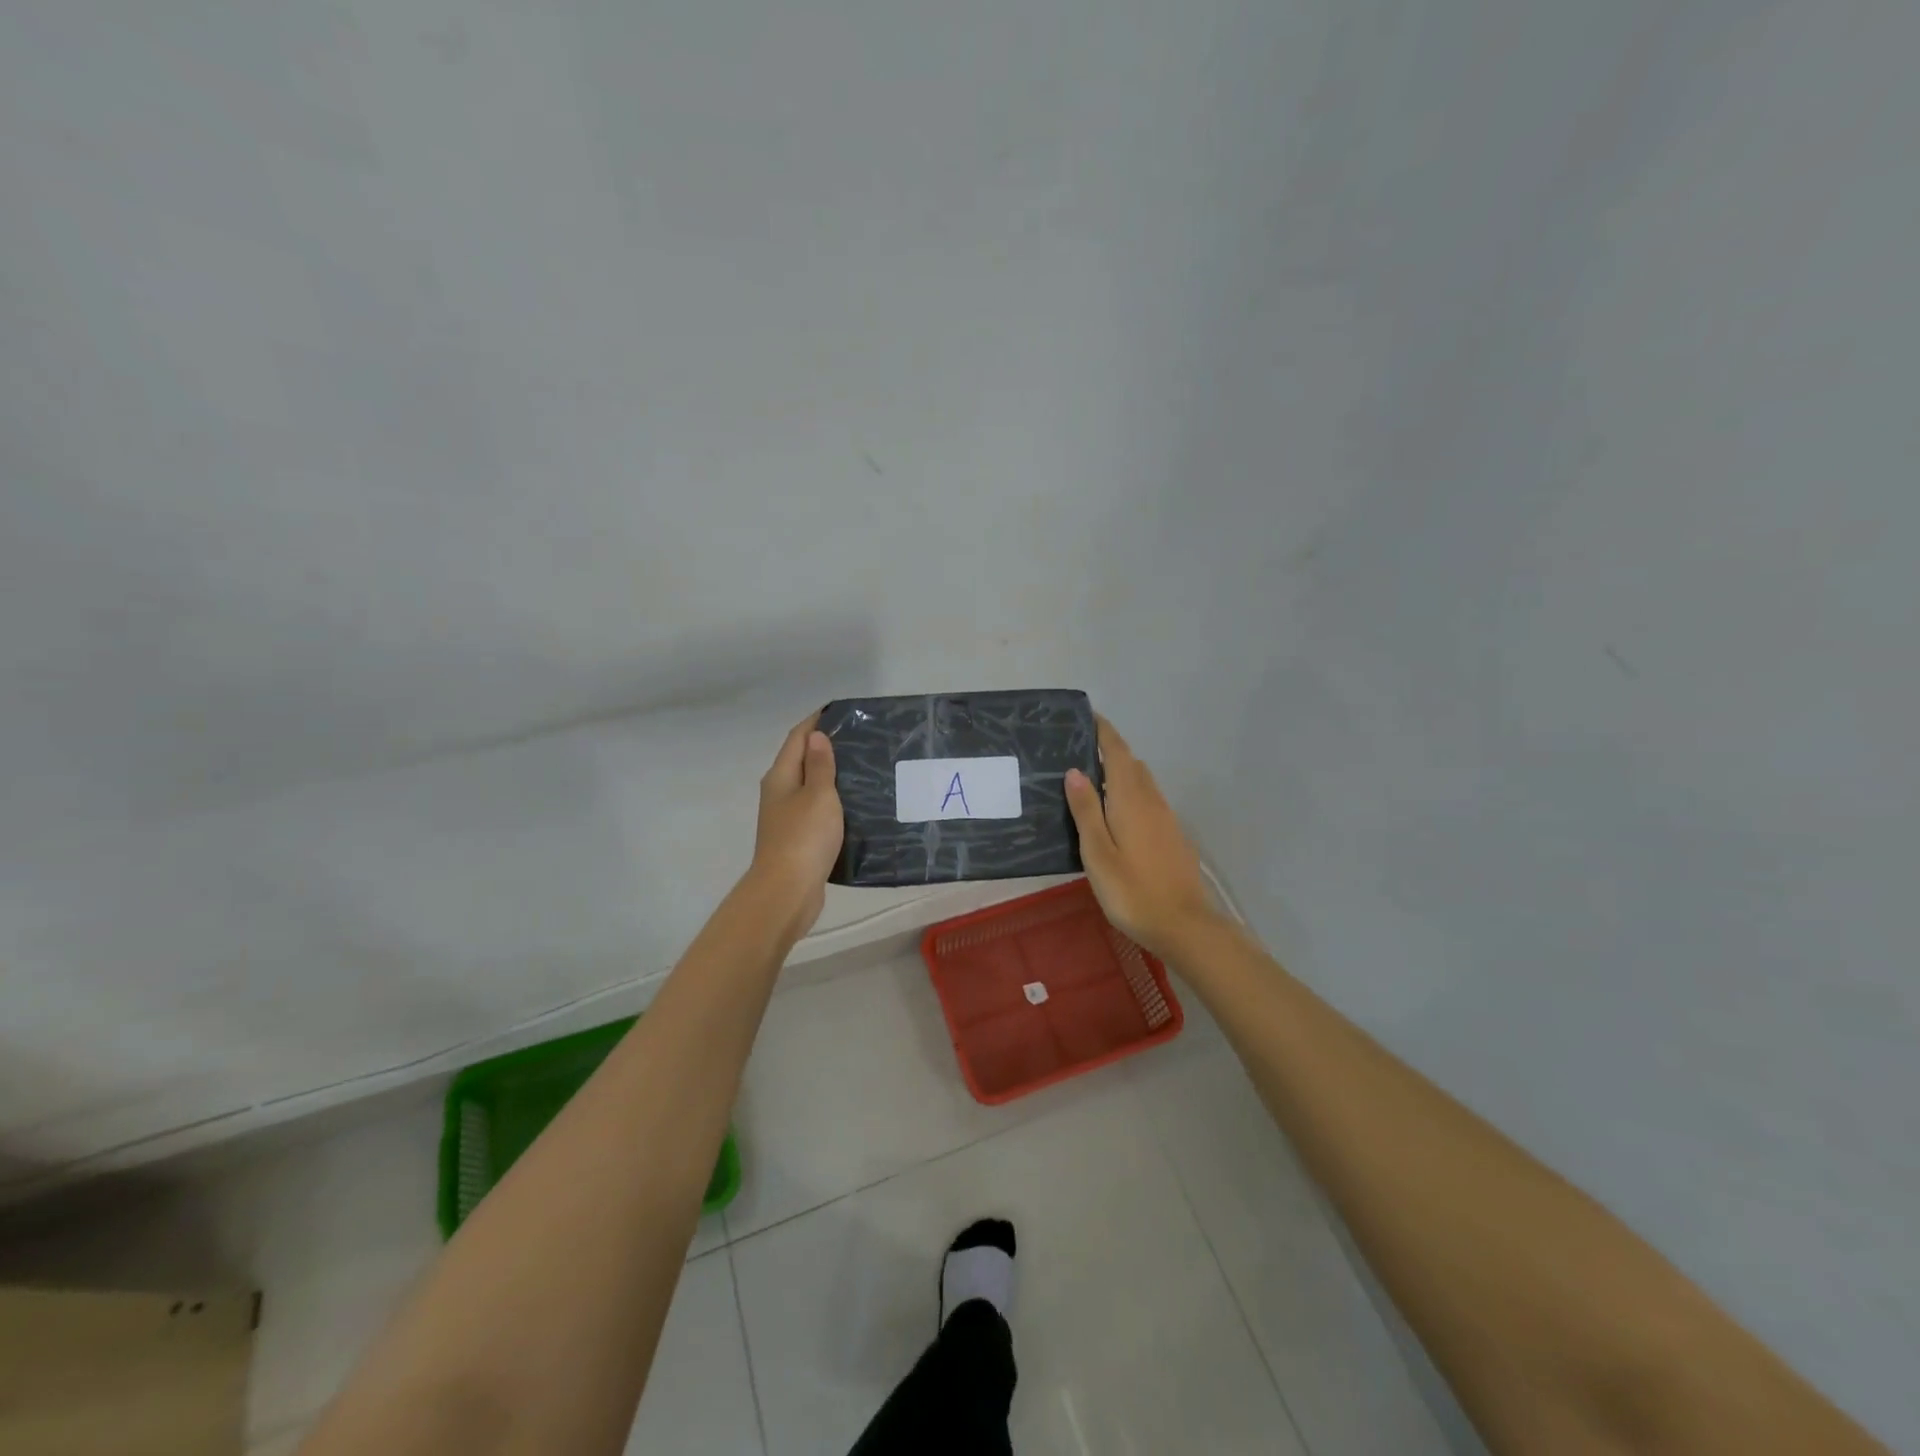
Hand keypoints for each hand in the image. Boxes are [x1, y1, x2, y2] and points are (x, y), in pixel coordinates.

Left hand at [746, 714, 843, 936]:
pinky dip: (832, 801)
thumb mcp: (818, 795)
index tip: (840, 711)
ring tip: (863, 768)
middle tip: (861, 739)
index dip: (815, 722)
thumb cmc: (804, 837)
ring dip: (831, 775)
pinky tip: (854, 805)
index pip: (797, 738)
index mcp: (781, 776)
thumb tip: (816, 736)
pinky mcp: (798, 838)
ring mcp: (786, 817)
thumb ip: (820, 766)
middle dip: (826, 747)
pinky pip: (816, 809)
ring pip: (810, 786)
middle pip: (801, 760)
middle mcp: (779, 792)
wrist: (787, 891)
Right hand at [1064, 716, 1218, 958]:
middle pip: (1131, 764)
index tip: (1088, 716)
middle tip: (1079, 750)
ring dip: (1121, 773)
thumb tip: (1075, 770)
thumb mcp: (1097, 852)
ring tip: (1092, 780)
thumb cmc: (1132, 890)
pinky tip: (1116, 814)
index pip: (1118, 753)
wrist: (1184, 925)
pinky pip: (1149, 800)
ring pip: (1142, 783)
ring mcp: (1166, 818)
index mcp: (1131, 799)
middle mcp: (1152, 800)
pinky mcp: (1172, 836)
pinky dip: (1130, 793)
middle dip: (1110, 751)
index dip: (1104, 732)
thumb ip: (1086, 810)